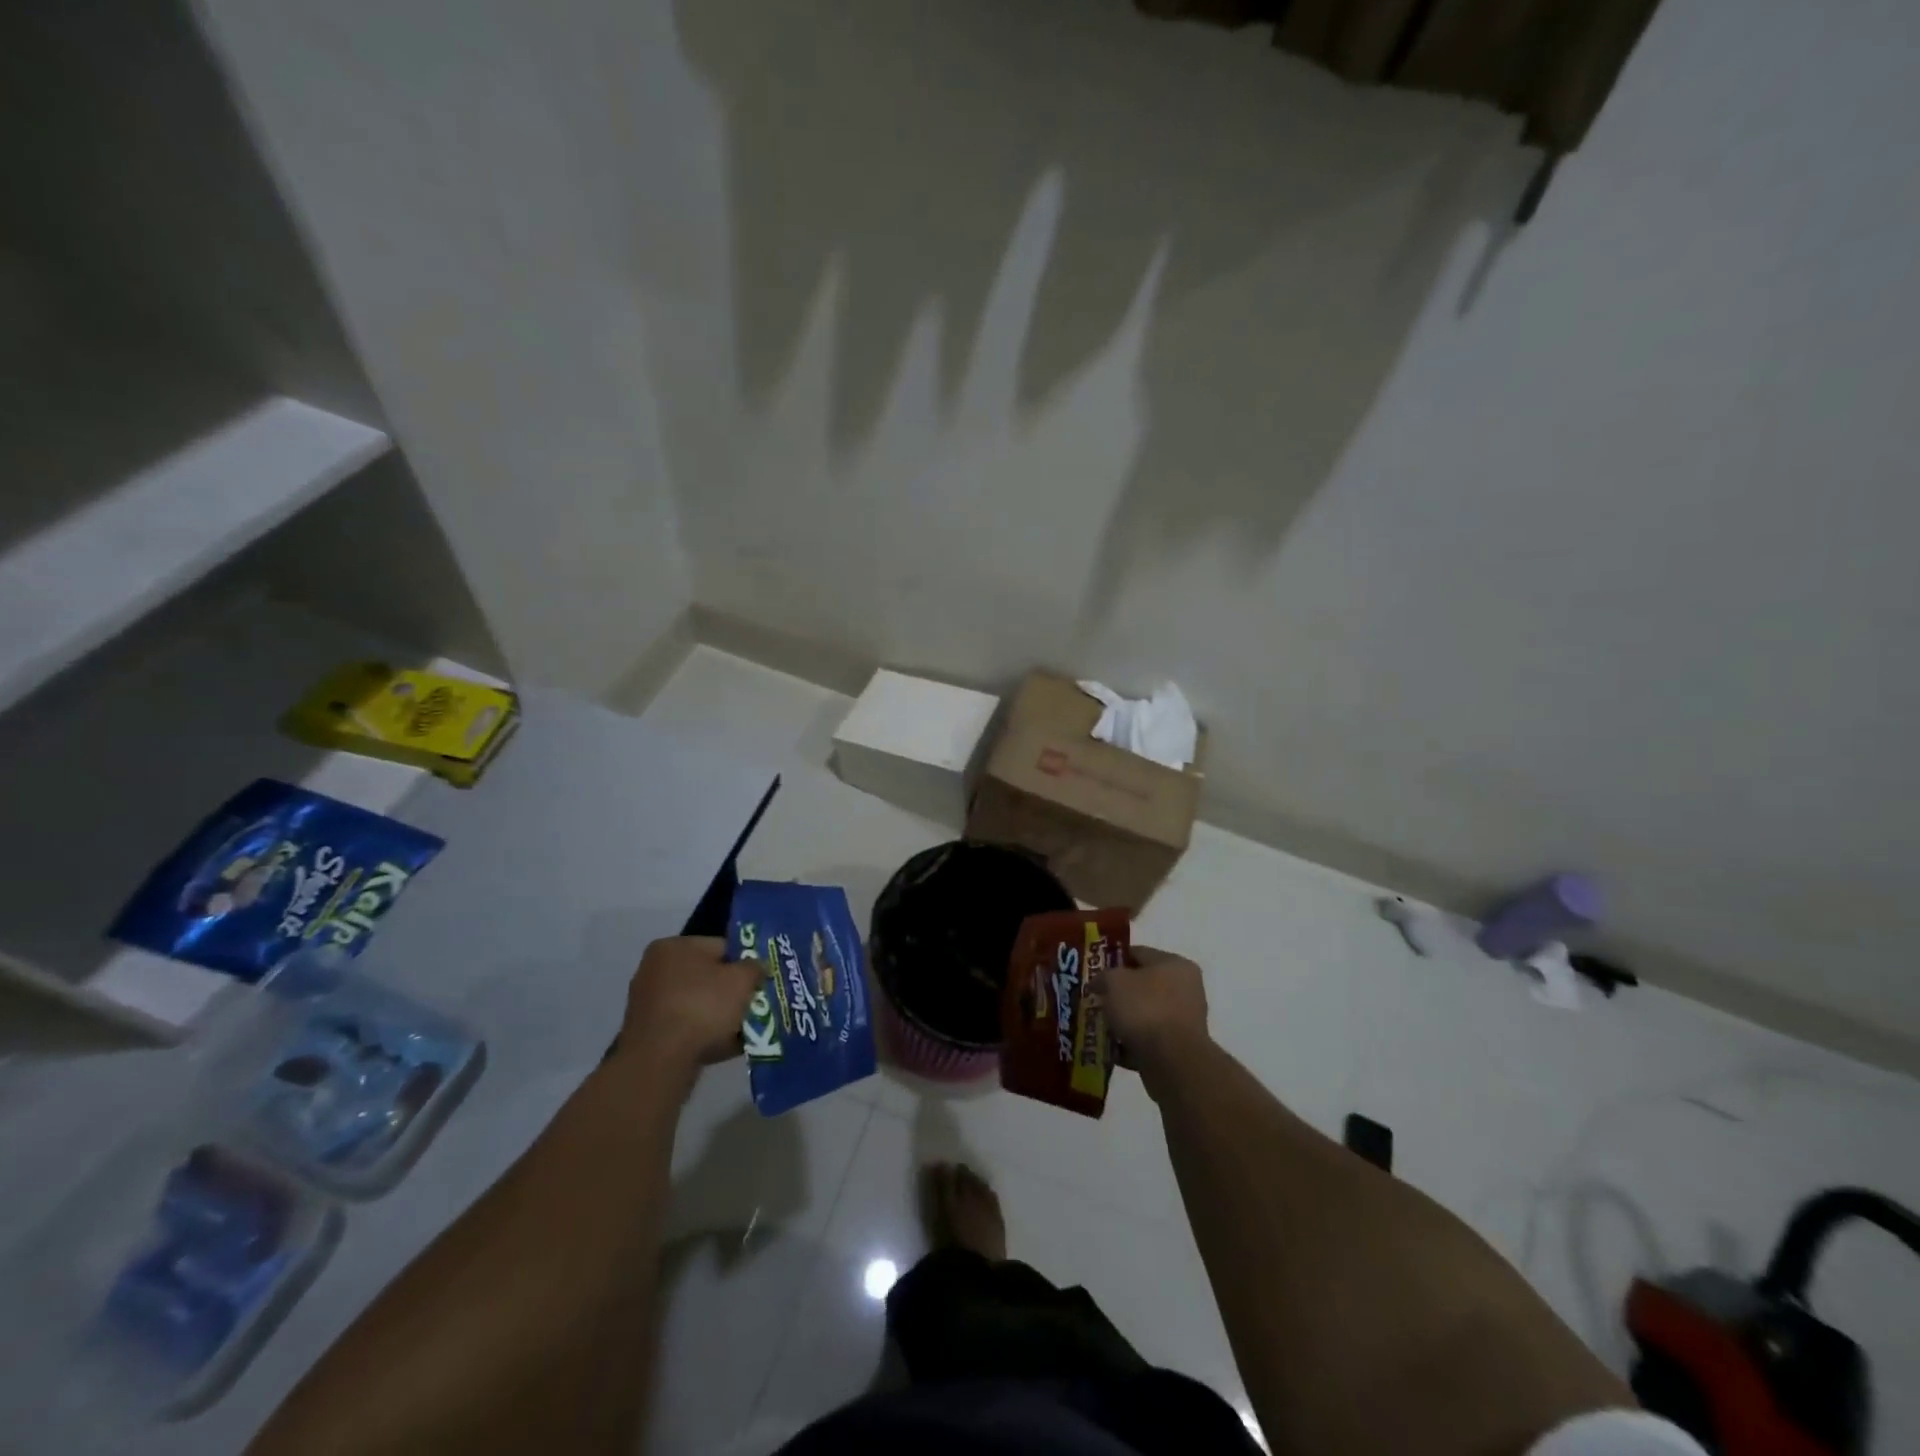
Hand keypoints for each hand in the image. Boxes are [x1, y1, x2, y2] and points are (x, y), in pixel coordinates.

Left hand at [615, 937, 761, 1088]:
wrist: (660, 1062)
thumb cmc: (702, 1007)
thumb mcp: (742, 980)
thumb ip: (755, 967)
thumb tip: (757, 967)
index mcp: (673, 946)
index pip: (721, 947)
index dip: (745, 962)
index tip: (760, 981)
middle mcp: (655, 969)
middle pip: (707, 976)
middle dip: (731, 991)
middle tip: (753, 1004)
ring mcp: (647, 1003)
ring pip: (697, 1004)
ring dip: (720, 1015)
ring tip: (743, 1029)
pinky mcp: (647, 1034)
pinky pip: (685, 1027)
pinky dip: (704, 1034)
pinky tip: (725, 1046)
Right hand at [1095, 945, 1209, 1084]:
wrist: (1172, 1061)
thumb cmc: (1145, 1009)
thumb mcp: (1114, 981)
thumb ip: (1103, 977)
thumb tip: (1099, 983)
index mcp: (1175, 964)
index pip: (1139, 953)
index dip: (1113, 959)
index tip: (1093, 971)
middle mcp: (1185, 989)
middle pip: (1142, 985)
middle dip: (1117, 993)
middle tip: (1095, 999)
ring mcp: (1183, 1021)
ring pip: (1144, 1015)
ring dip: (1122, 1020)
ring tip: (1098, 1026)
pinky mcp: (1178, 1049)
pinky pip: (1147, 1040)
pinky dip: (1129, 1043)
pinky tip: (1109, 1049)